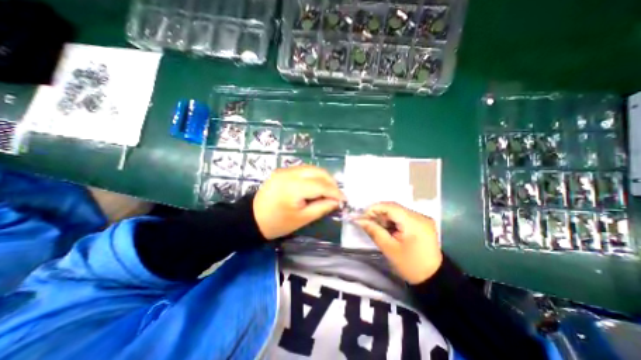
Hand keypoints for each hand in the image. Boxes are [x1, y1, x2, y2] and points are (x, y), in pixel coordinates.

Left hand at [255, 164, 345, 238]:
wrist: (252, 218)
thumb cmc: (277, 223)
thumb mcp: (302, 219)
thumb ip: (322, 208)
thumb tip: (337, 201)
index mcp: (293, 187)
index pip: (321, 185)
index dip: (335, 192)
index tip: (344, 199)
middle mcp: (290, 173)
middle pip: (318, 171)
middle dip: (331, 182)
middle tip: (336, 195)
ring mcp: (285, 170)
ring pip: (312, 168)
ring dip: (323, 178)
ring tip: (328, 191)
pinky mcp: (282, 170)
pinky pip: (304, 170)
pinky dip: (313, 177)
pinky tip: (316, 186)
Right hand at [355, 202, 440, 284]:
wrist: (433, 279)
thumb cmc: (410, 266)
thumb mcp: (389, 249)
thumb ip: (373, 231)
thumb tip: (359, 220)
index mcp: (414, 222)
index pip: (390, 206)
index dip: (374, 209)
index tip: (362, 217)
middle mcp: (420, 216)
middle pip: (394, 208)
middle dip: (378, 214)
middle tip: (367, 223)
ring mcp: (422, 219)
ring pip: (397, 211)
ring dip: (385, 218)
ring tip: (377, 228)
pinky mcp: (422, 223)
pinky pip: (403, 216)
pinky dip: (392, 221)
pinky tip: (388, 230)